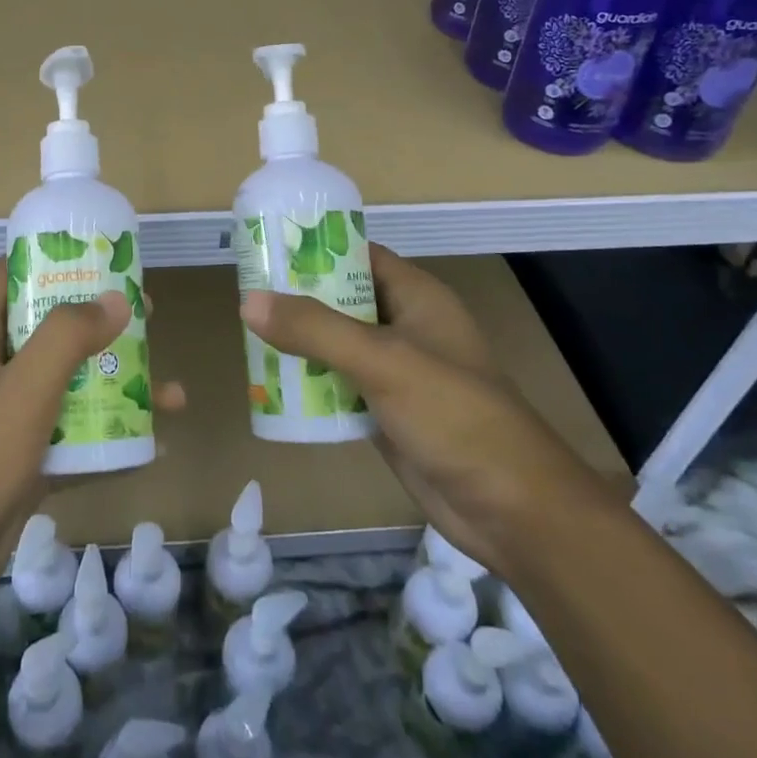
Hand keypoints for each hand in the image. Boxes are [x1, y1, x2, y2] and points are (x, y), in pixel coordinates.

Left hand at [0, 260, 183, 640]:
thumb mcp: (22, 393)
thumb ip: (67, 339)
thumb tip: (116, 298)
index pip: (5, 278)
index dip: (46, 260)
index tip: (96, 256)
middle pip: (44, 329)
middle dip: (95, 322)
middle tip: (145, 317)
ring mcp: (1, 421)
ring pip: (63, 385)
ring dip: (110, 382)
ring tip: (165, 386)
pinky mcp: (18, 463)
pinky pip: (68, 434)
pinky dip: (104, 434)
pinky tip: (150, 443)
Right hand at [240, 244, 616, 571]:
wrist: (511, 510)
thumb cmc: (454, 415)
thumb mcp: (382, 361)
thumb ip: (316, 329)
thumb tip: (249, 301)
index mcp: (416, 296)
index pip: (359, 255)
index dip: (316, 248)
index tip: (267, 247)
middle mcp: (405, 326)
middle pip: (342, 299)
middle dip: (298, 298)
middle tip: (245, 294)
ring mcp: (397, 371)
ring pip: (336, 344)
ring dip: (299, 342)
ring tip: (248, 334)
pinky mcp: (387, 411)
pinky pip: (339, 385)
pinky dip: (311, 383)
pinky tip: (272, 384)